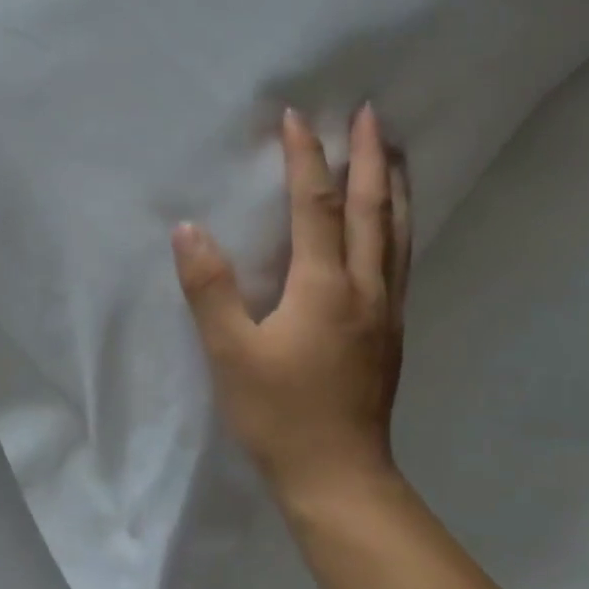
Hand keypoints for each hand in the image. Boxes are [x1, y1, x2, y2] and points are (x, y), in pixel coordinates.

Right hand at [173, 105, 412, 506]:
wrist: (338, 476)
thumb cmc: (278, 415)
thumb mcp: (230, 353)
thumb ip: (209, 289)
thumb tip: (188, 230)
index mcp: (324, 287)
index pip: (316, 206)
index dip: (306, 159)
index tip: (297, 117)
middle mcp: (365, 288)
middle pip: (372, 209)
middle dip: (370, 157)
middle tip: (372, 113)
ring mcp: (386, 311)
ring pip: (397, 234)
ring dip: (396, 186)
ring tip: (397, 152)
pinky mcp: (390, 333)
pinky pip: (400, 260)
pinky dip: (399, 226)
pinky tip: (394, 226)